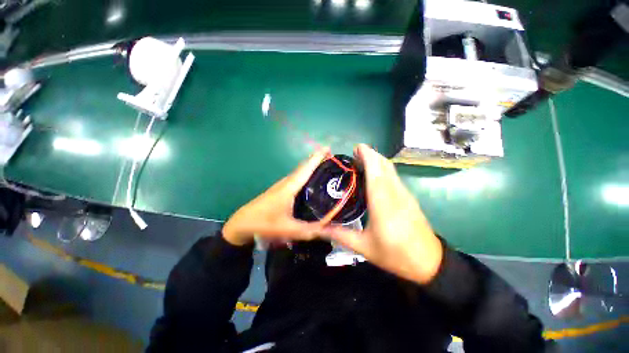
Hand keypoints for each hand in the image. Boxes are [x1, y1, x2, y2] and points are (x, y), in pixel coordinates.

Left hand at [223, 147, 329, 245]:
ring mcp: (282, 185)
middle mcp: (287, 182)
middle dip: (317, 159)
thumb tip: (331, 230)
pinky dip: (306, 174)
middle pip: (304, 167)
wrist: (242, 223)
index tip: (328, 148)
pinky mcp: (280, 189)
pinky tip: (311, 181)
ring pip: (299, 172)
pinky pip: (296, 177)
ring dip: (311, 166)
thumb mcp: (289, 229)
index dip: (317, 157)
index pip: (306, 168)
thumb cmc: (265, 223)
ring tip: (325, 167)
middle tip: (332, 159)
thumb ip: (310, 231)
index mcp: (290, 187)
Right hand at [324, 144, 442, 284]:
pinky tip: (373, 175)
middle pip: (384, 166)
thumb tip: (319, 228)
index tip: (356, 148)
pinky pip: (394, 176)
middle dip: (371, 155)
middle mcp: (395, 194)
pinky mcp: (408, 197)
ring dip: (377, 160)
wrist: (429, 262)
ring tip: (361, 161)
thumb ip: (340, 235)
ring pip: (390, 170)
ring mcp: (404, 194)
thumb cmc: (395, 255)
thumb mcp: (364, 248)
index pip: (375, 173)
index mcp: (383, 204)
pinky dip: (383, 169)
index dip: (367, 157)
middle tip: (354, 154)